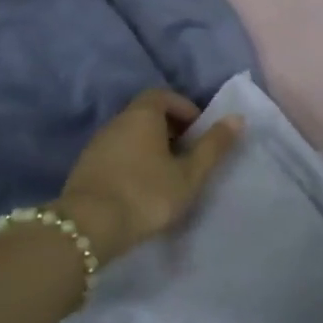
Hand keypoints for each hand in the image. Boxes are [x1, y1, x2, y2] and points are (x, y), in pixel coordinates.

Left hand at [57, 90, 243, 266]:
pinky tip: (142, 188)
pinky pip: (116, 154)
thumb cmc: (147, 194)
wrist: (89, 227)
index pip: (163, 95)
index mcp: (142, 116)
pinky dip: (133, 162)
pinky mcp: (85, 168)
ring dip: (150, 147)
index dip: (184, 108)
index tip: (198, 132)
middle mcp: (116, 122)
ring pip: (130, 136)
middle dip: (170, 129)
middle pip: (146, 114)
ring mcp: (96, 145)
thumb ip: (213, 146)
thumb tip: (237, 117)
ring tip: (168, 175)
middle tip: (188, 155)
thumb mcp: (190, 174)